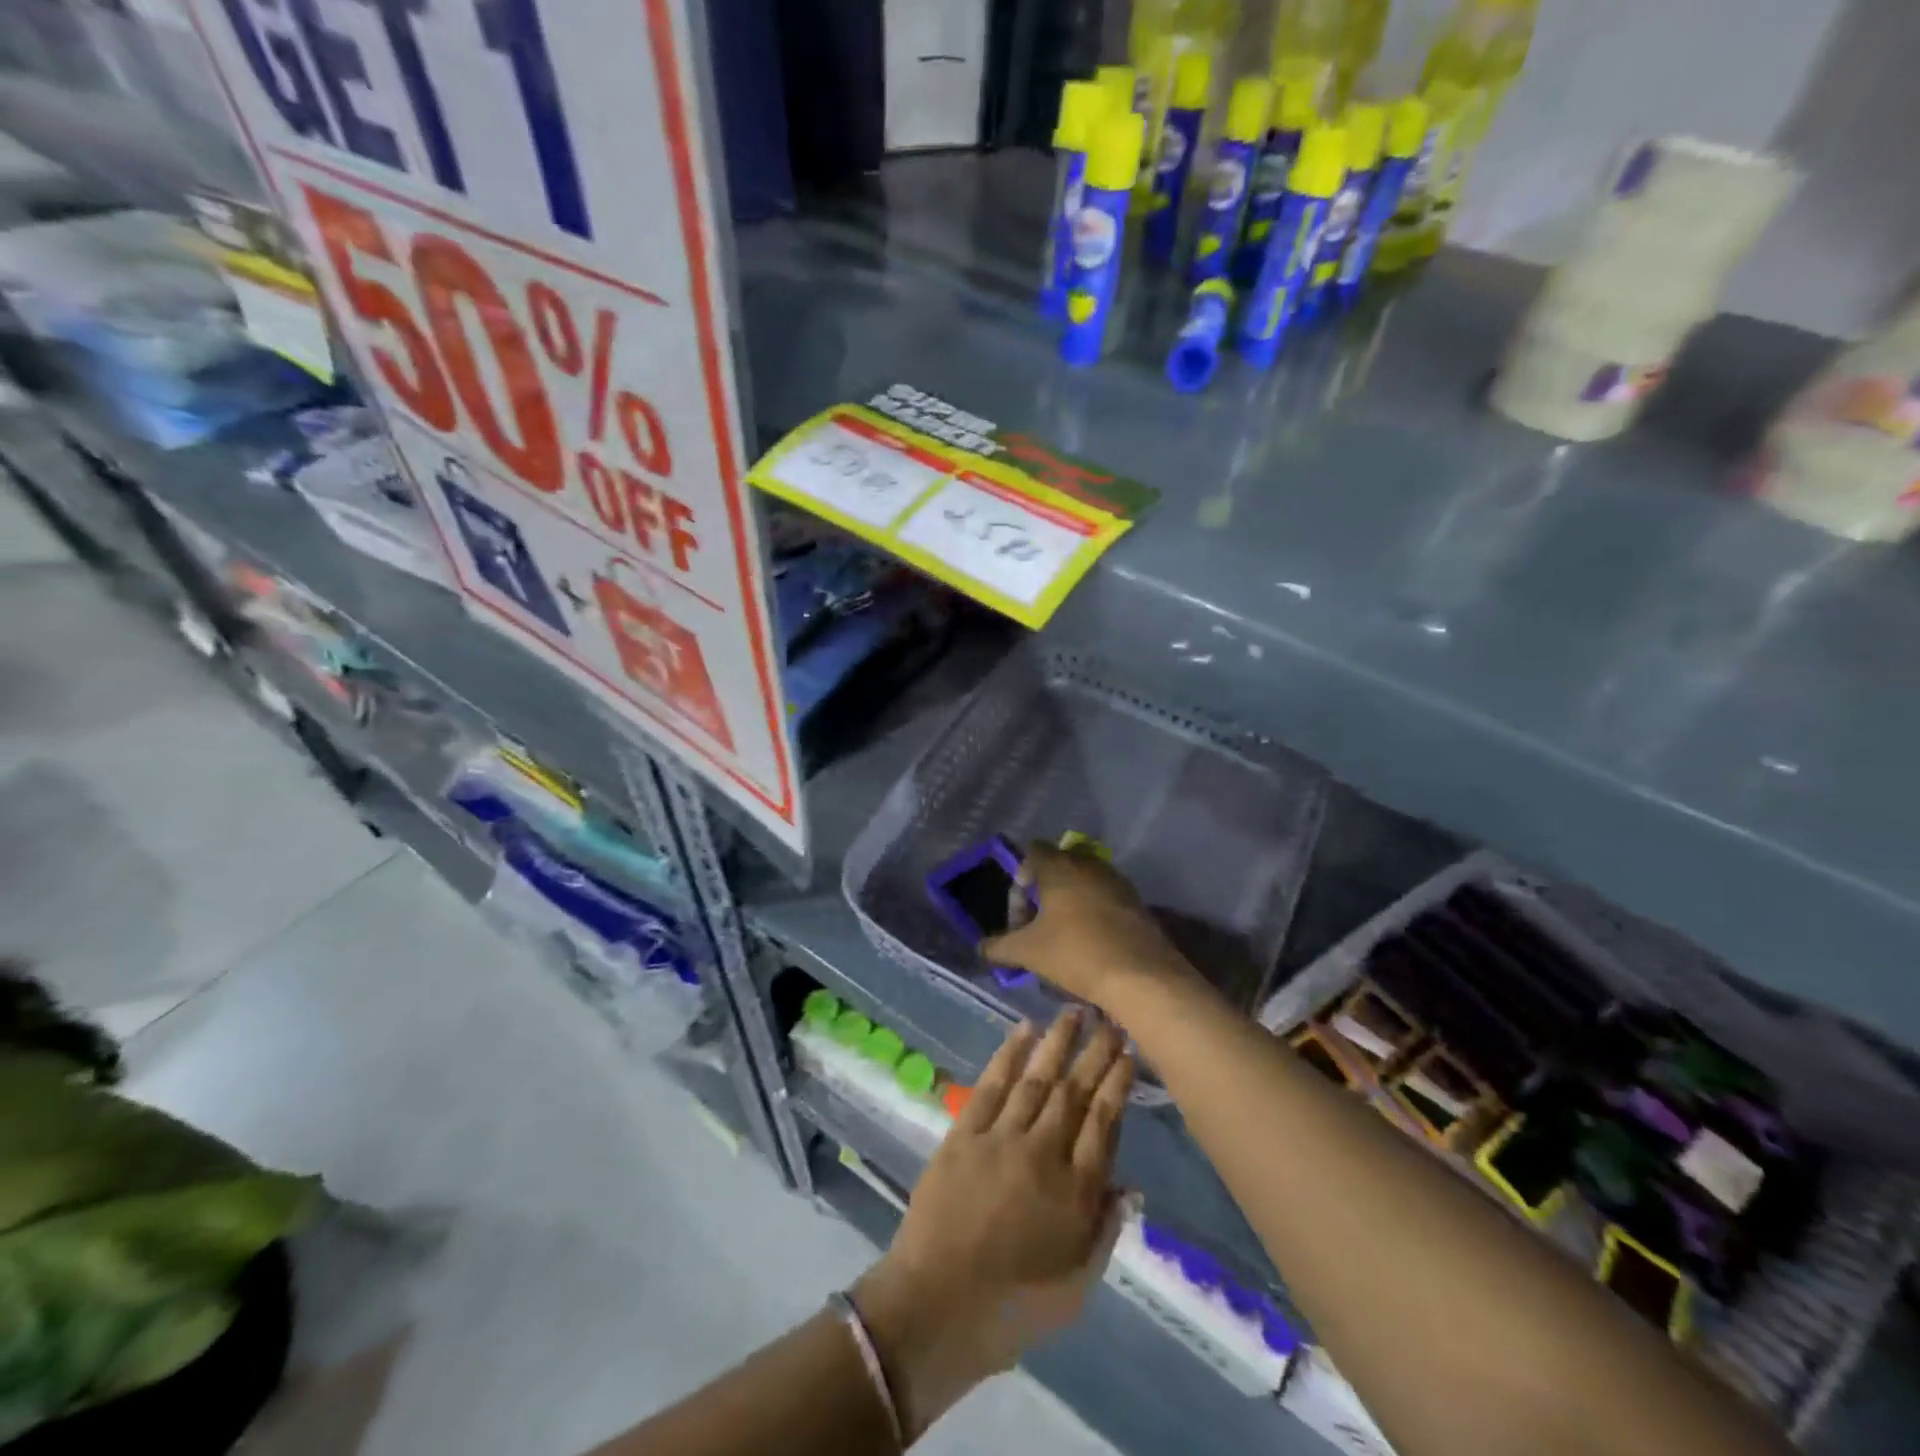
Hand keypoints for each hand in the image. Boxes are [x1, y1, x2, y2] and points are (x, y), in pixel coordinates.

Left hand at [852, 1011, 1132, 1437]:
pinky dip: (1009, 1054)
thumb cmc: (1013, 1307)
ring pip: (1037, 1078)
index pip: (1104, 1123)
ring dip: (1057, 1042)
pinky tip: (1024, 1030)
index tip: (1129, 1052)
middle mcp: (1043, 1153)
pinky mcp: (964, 1133)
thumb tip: (1130, 1185)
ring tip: (1073, 1011)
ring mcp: (1001, 1138)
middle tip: (1109, 1019)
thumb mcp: (1076, 1286)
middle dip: (1094, 1052)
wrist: (936, 1307)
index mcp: (1075, 1192)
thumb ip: (1105, 1230)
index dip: (1117, 1084)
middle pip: (1075, 1092)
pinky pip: (991, 1084)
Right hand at [980, 842, 1191, 1013]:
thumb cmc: (1076, 953)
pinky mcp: (1137, 903)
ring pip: (1083, 884)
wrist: (1142, 976)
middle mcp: (1089, 865)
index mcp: (1059, 867)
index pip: (1033, 851)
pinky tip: (1090, 947)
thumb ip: (999, 946)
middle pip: (1058, 867)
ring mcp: (1117, 882)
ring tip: (1062, 941)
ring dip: (1069, 905)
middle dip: (1043, 894)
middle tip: (1037, 929)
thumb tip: (981, 947)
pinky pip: (1105, 900)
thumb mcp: (1028, 952)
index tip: (1020, 915)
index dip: (1020, 879)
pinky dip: (1093, 916)